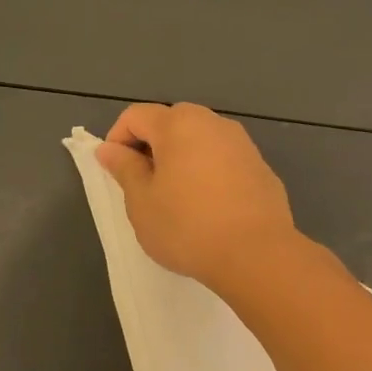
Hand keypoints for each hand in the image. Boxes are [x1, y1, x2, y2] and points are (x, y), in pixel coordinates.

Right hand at [96, 102, 298, 293]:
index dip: (117, 141)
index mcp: (179, 124)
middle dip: (151, 148)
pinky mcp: (261, 169)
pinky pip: (224, 161)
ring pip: (201, 142)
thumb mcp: (142, 202)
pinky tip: (210, 209)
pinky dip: (209, 174)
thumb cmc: (187, 227)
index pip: (135, 116)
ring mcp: (243, 144)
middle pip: (171, 123)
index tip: (116, 174)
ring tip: (177, 200)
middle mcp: (213, 123)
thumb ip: (124, 169)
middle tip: (144, 187)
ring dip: (182, 161)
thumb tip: (109, 149)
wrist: (256, 254)